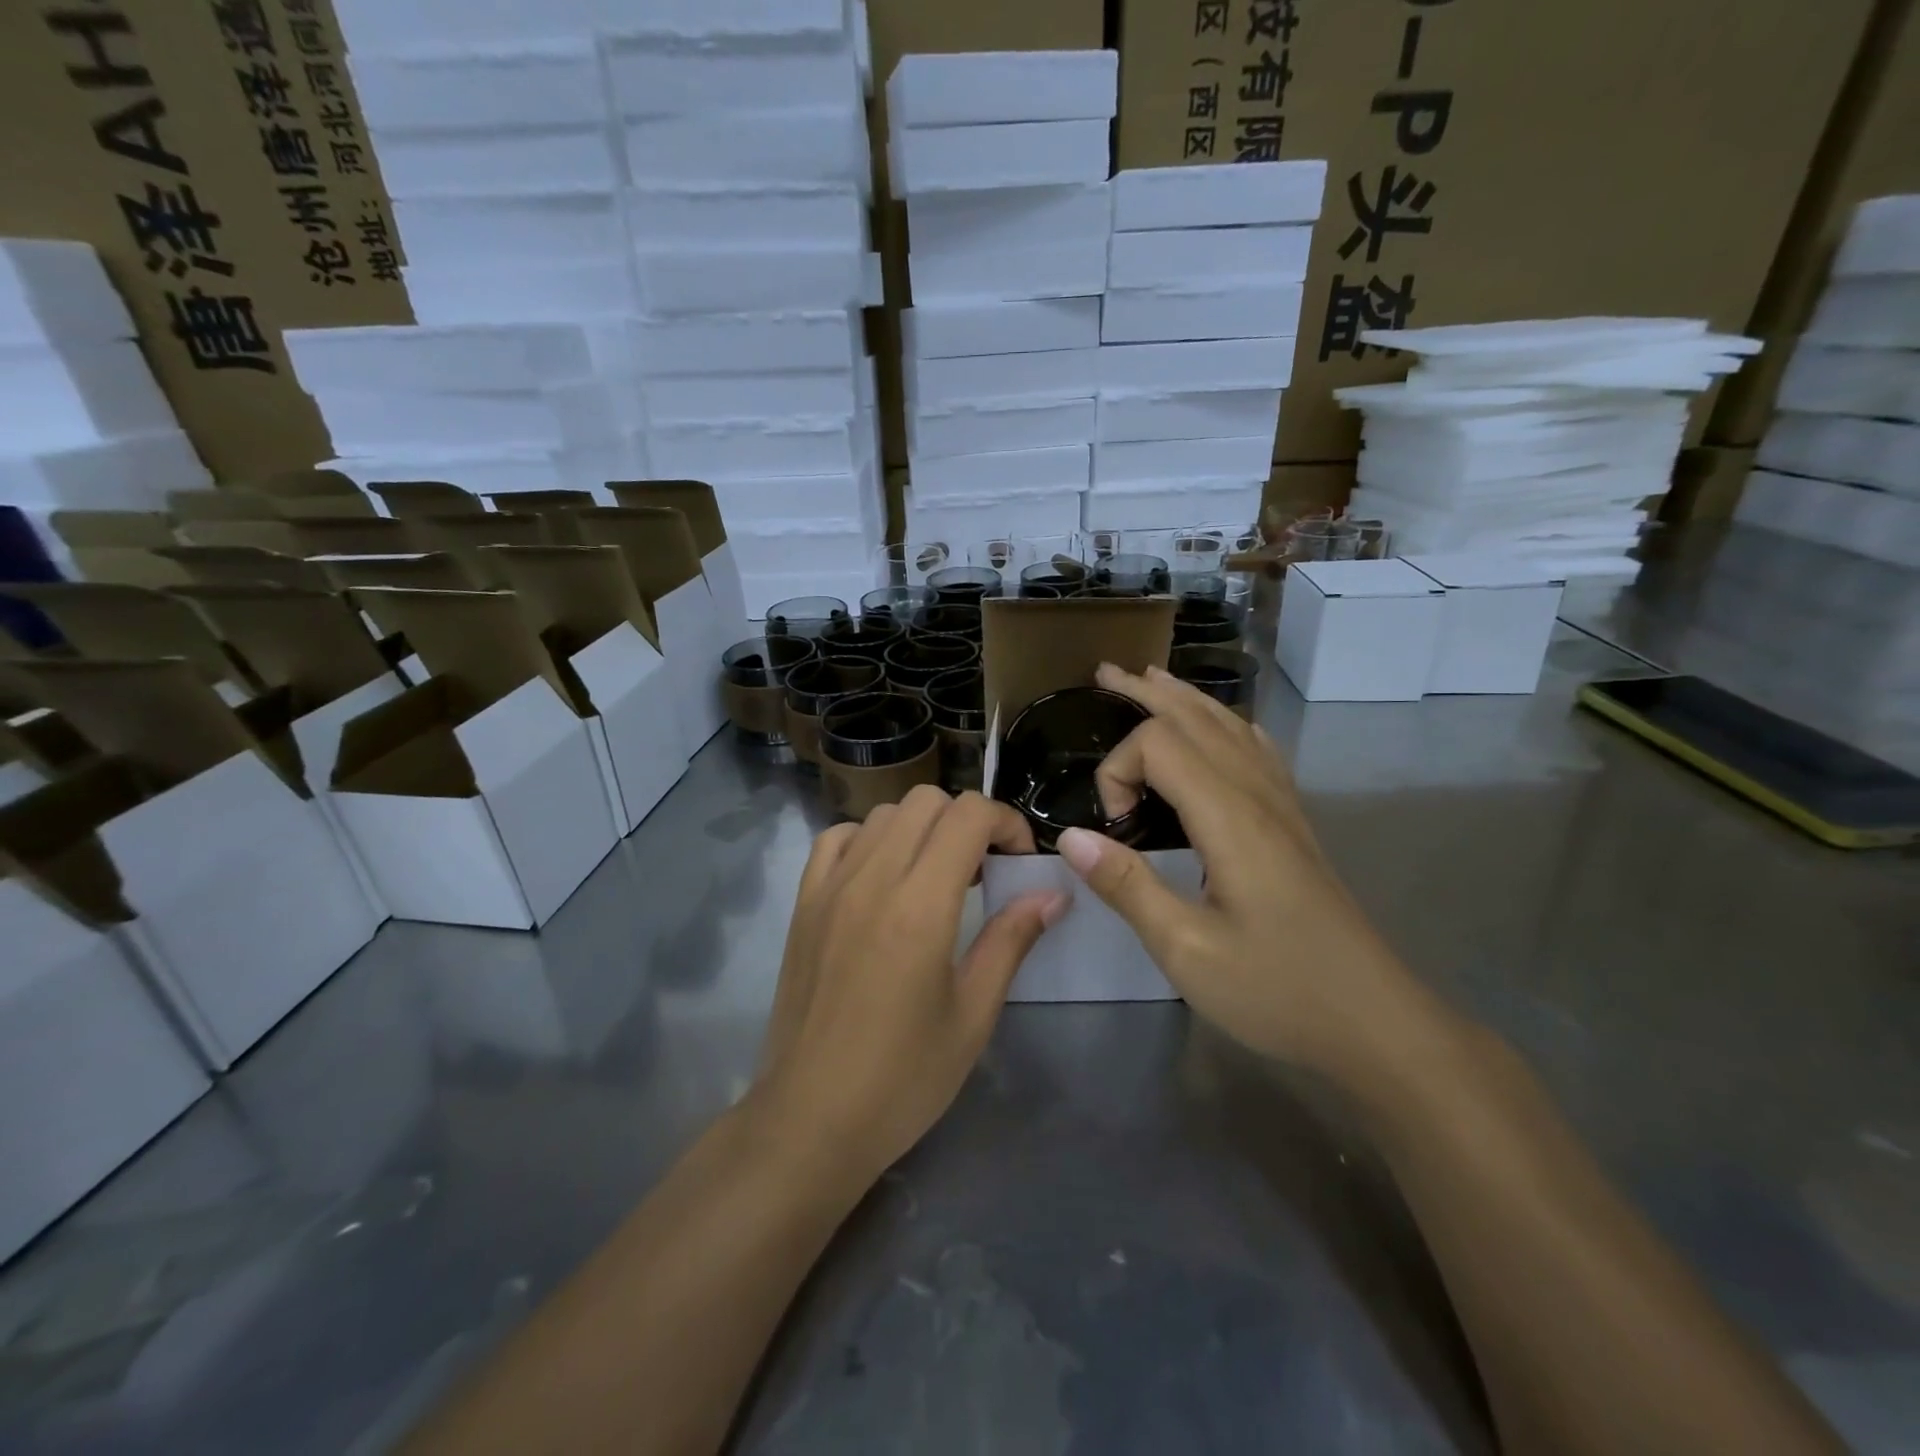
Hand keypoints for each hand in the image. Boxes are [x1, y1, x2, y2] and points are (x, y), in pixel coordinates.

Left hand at [751, 788, 1067, 1187]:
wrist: (810, 1119)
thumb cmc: (903, 1078)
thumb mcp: (973, 1014)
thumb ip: (1011, 940)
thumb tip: (1052, 894)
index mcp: (920, 906)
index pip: (968, 815)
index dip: (1006, 823)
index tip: (1020, 861)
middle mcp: (872, 879)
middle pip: (927, 801)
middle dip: (967, 821)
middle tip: (984, 869)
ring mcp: (830, 887)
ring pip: (884, 813)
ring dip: (922, 828)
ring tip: (937, 875)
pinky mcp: (803, 903)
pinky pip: (837, 838)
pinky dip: (870, 840)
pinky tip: (883, 877)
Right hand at [1056, 664, 1440, 1080]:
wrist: (1375, 1021)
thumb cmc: (1277, 990)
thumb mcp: (1186, 950)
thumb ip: (1127, 886)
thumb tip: (1072, 836)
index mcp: (1229, 818)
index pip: (1159, 746)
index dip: (1117, 768)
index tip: (1110, 825)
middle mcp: (1257, 796)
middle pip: (1196, 718)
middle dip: (1145, 693)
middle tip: (1104, 673)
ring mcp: (1282, 806)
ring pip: (1230, 726)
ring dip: (1185, 698)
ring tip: (1150, 680)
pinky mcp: (1293, 824)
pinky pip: (1257, 750)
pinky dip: (1227, 723)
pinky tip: (1223, 729)